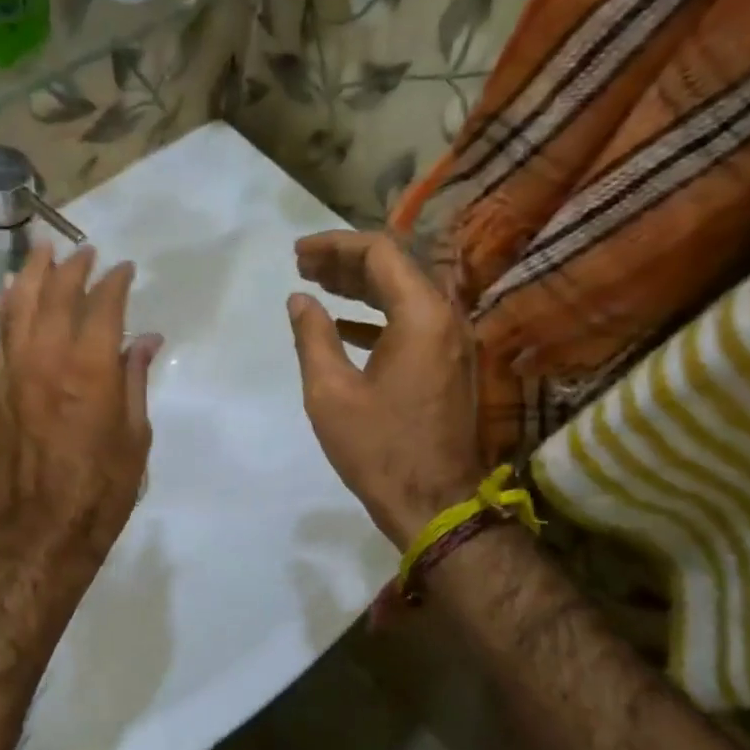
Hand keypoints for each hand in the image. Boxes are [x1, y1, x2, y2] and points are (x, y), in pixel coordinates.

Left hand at [0, 242, 162, 556]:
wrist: (44, 529)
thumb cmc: (103, 488)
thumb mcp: (136, 435)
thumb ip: (136, 379)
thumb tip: (146, 340)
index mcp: (91, 370)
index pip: (103, 307)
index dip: (116, 282)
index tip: (125, 270)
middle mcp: (48, 360)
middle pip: (57, 296)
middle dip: (73, 269)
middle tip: (85, 253)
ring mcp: (15, 373)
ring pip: (18, 308)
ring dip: (32, 275)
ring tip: (41, 252)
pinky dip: (6, 310)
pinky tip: (11, 297)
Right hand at [288, 231, 483, 548]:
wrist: (434, 503)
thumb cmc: (378, 448)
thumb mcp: (330, 392)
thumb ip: (313, 337)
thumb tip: (299, 300)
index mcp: (421, 316)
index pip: (380, 253)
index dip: (335, 245)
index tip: (298, 253)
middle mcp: (446, 318)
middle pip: (396, 268)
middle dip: (346, 261)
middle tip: (302, 266)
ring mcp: (452, 343)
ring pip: (405, 294)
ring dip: (361, 287)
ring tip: (317, 287)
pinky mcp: (448, 365)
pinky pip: (412, 322)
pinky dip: (377, 315)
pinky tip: (343, 325)